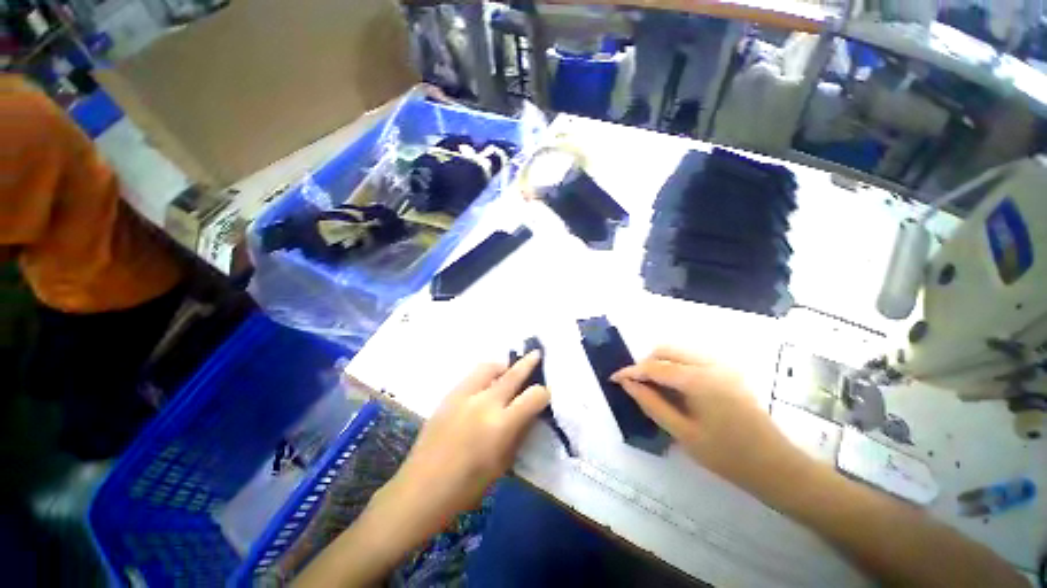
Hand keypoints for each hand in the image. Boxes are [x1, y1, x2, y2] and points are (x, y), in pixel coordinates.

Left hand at [376, 352, 550, 535]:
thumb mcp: (501, 465)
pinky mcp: (449, 395)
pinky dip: (485, 375)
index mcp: (500, 425)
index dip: (543, 394)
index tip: (545, 396)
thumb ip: (518, 433)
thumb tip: (529, 413)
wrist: (419, 490)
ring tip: (508, 371)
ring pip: (489, 367)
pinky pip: (472, 376)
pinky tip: (486, 386)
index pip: (533, 396)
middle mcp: (484, 403)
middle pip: (513, 374)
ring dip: (503, 366)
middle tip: (537, 354)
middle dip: (528, 363)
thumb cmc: (465, 488)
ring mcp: (464, 395)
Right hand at [612, 347, 804, 491]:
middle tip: (637, 386)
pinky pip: (692, 358)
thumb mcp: (683, 433)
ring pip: (679, 352)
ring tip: (654, 387)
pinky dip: (676, 366)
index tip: (614, 378)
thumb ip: (651, 404)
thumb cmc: (727, 456)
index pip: (654, 367)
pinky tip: (675, 388)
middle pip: (666, 350)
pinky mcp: (728, 370)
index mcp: (699, 380)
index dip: (631, 371)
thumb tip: (628, 384)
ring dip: (660, 363)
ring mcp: (722, 365)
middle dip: (646, 364)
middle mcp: (710, 364)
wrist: (775, 466)